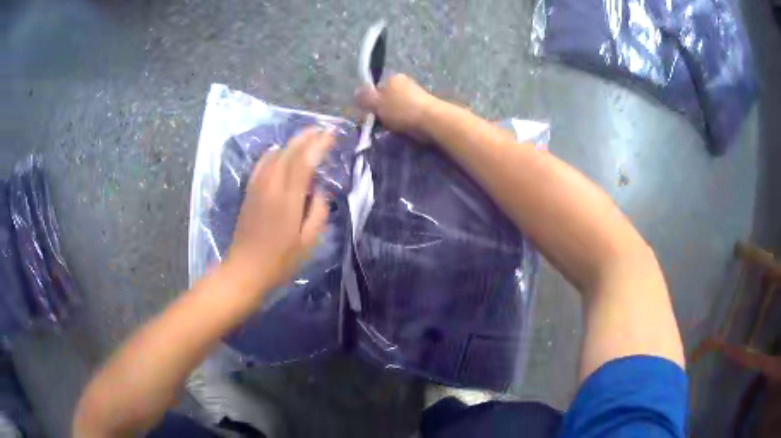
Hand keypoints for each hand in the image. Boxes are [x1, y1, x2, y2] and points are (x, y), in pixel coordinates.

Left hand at [224, 127, 333, 297]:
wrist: (245, 270)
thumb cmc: (280, 261)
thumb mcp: (308, 242)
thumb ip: (317, 212)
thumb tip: (320, 190)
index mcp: (288, 199)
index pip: (305, 161)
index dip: (319, 144)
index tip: (332, 134)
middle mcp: (271, 186)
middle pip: (289, 151)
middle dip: (307, 137)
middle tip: (323, 129)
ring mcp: (257, 187)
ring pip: (275, 154)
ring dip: (292, 143)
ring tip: (307, 138)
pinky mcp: (249, 192)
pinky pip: (261, 164)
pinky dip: (274, 153)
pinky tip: (279, 152)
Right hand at [355, 74, 438, 138]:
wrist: (433, 120)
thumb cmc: (402, 110)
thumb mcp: (377, 104)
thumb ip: (365, 98)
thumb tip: (355, 93)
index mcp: (393, 77)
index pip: (376, 89)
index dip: (372, 103)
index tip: (371, 116)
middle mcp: (406, 82)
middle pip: (388, 98)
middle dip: (384, 111)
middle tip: (382, 125)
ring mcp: (418, 94)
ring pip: (399, 108)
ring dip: (396, 118)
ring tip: (396, 129)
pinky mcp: (427, 107)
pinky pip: (410, 115)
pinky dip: (407, 122)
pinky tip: (407, 130)